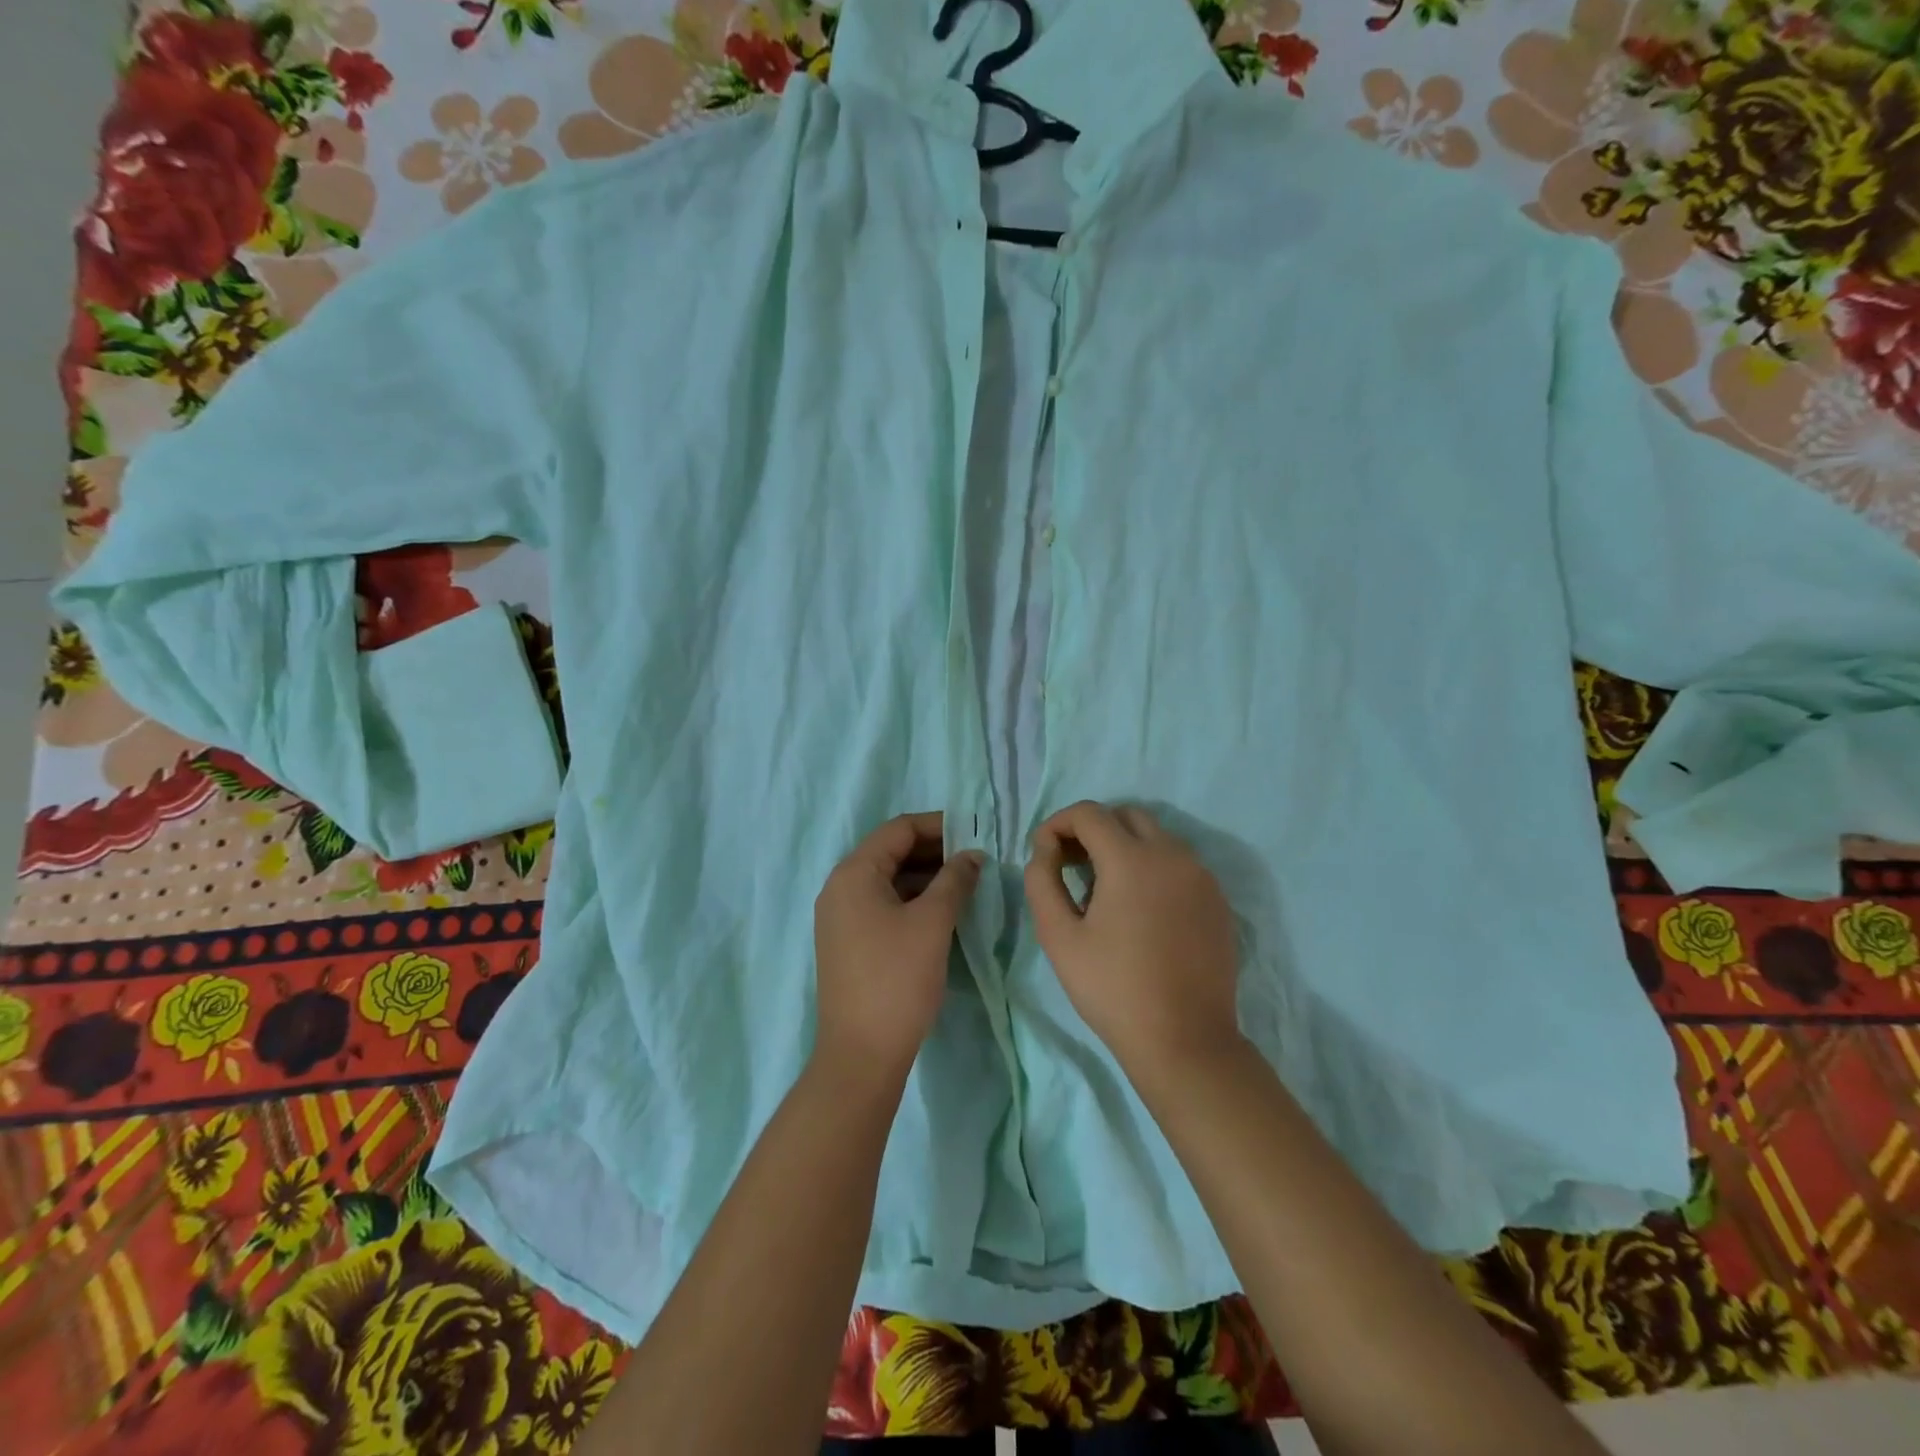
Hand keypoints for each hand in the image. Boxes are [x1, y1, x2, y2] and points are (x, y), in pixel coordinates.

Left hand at [813, 812, 983, 1078]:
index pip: (898, 830)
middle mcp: (841, 888)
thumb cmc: (897, 979)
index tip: (974, 832)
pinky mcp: (849, 942)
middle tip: (975, 859)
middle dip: (934, 851)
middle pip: (891, 852)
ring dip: (926, 876)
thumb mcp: (933, 923)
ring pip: (889, 880)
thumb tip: (972, 855)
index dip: (938, 825)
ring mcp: (841, 917)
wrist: (861, 1054)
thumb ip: (954, 880)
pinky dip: (913, 900)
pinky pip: (883, 905)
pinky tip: (943, 911)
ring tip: (966, 883)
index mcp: (854, 873)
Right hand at [1025, 801, 1241, 1078]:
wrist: (1185, 1041)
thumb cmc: (1113, 989)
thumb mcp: (1059, 936)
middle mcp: (1172, 855)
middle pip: (1126, 816)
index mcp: (1132, 859)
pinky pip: (1179, 864)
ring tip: (1102, 891)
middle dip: (1093, 829)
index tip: (1044, 852)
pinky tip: (1139, 910)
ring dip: (1124, 847)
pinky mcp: (1218, 900)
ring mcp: (1202, 877)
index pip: (1089, 813)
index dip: (1058, 823)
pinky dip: (1152, 868)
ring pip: (1156, 837)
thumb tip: (1046, 849)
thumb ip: (1042, 880)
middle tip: (1070, 864)